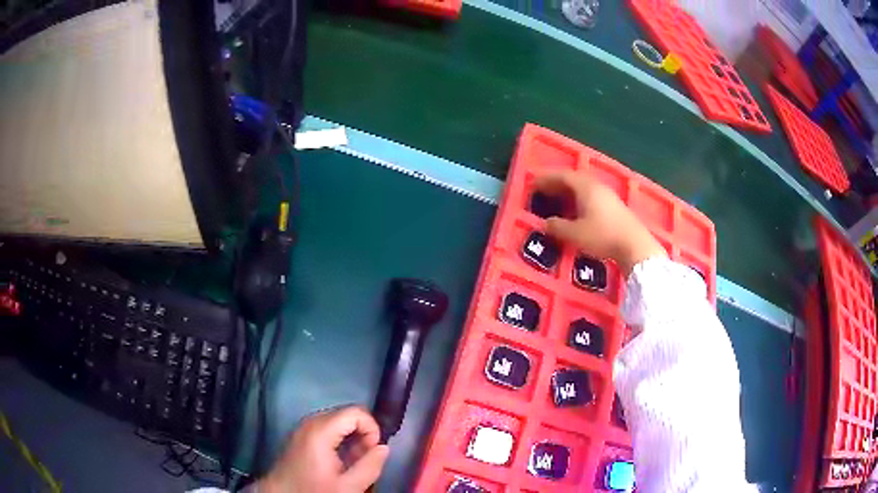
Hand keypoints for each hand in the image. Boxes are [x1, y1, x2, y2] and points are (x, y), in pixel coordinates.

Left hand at [258, 406, 389, 492]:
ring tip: (352, 464)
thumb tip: (383, 448)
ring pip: (339, 422)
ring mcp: (304, 427)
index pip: (357, 412)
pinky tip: (339, 462)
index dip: (372, 429)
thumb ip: (370, 466)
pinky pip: (327, 429)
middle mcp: (311, 422)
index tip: (373, 452)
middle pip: (348, 415)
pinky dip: (339, 441)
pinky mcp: (301, 435)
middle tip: (363, 460)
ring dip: (352, 440)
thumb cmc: (313, 490)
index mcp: (321, 430)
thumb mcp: (348, 486)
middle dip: (362, 435)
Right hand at [534, 170, 665, 273]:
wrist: (635, 245)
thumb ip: (557, 227)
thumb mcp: (575, 234)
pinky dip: (579, 198)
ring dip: (568, 191)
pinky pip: (592, 195)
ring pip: (583, 187)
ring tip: (557, 199)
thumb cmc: (603, 236)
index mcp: (585, 187)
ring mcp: (608, 195)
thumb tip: (545, 223)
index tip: (533, 183)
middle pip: (573, 179)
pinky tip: (576, 209)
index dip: (546, 178)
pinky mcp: (615, 206)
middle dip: (556, 183)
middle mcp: (596, 186)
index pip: (562, 176)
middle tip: (542, 190)